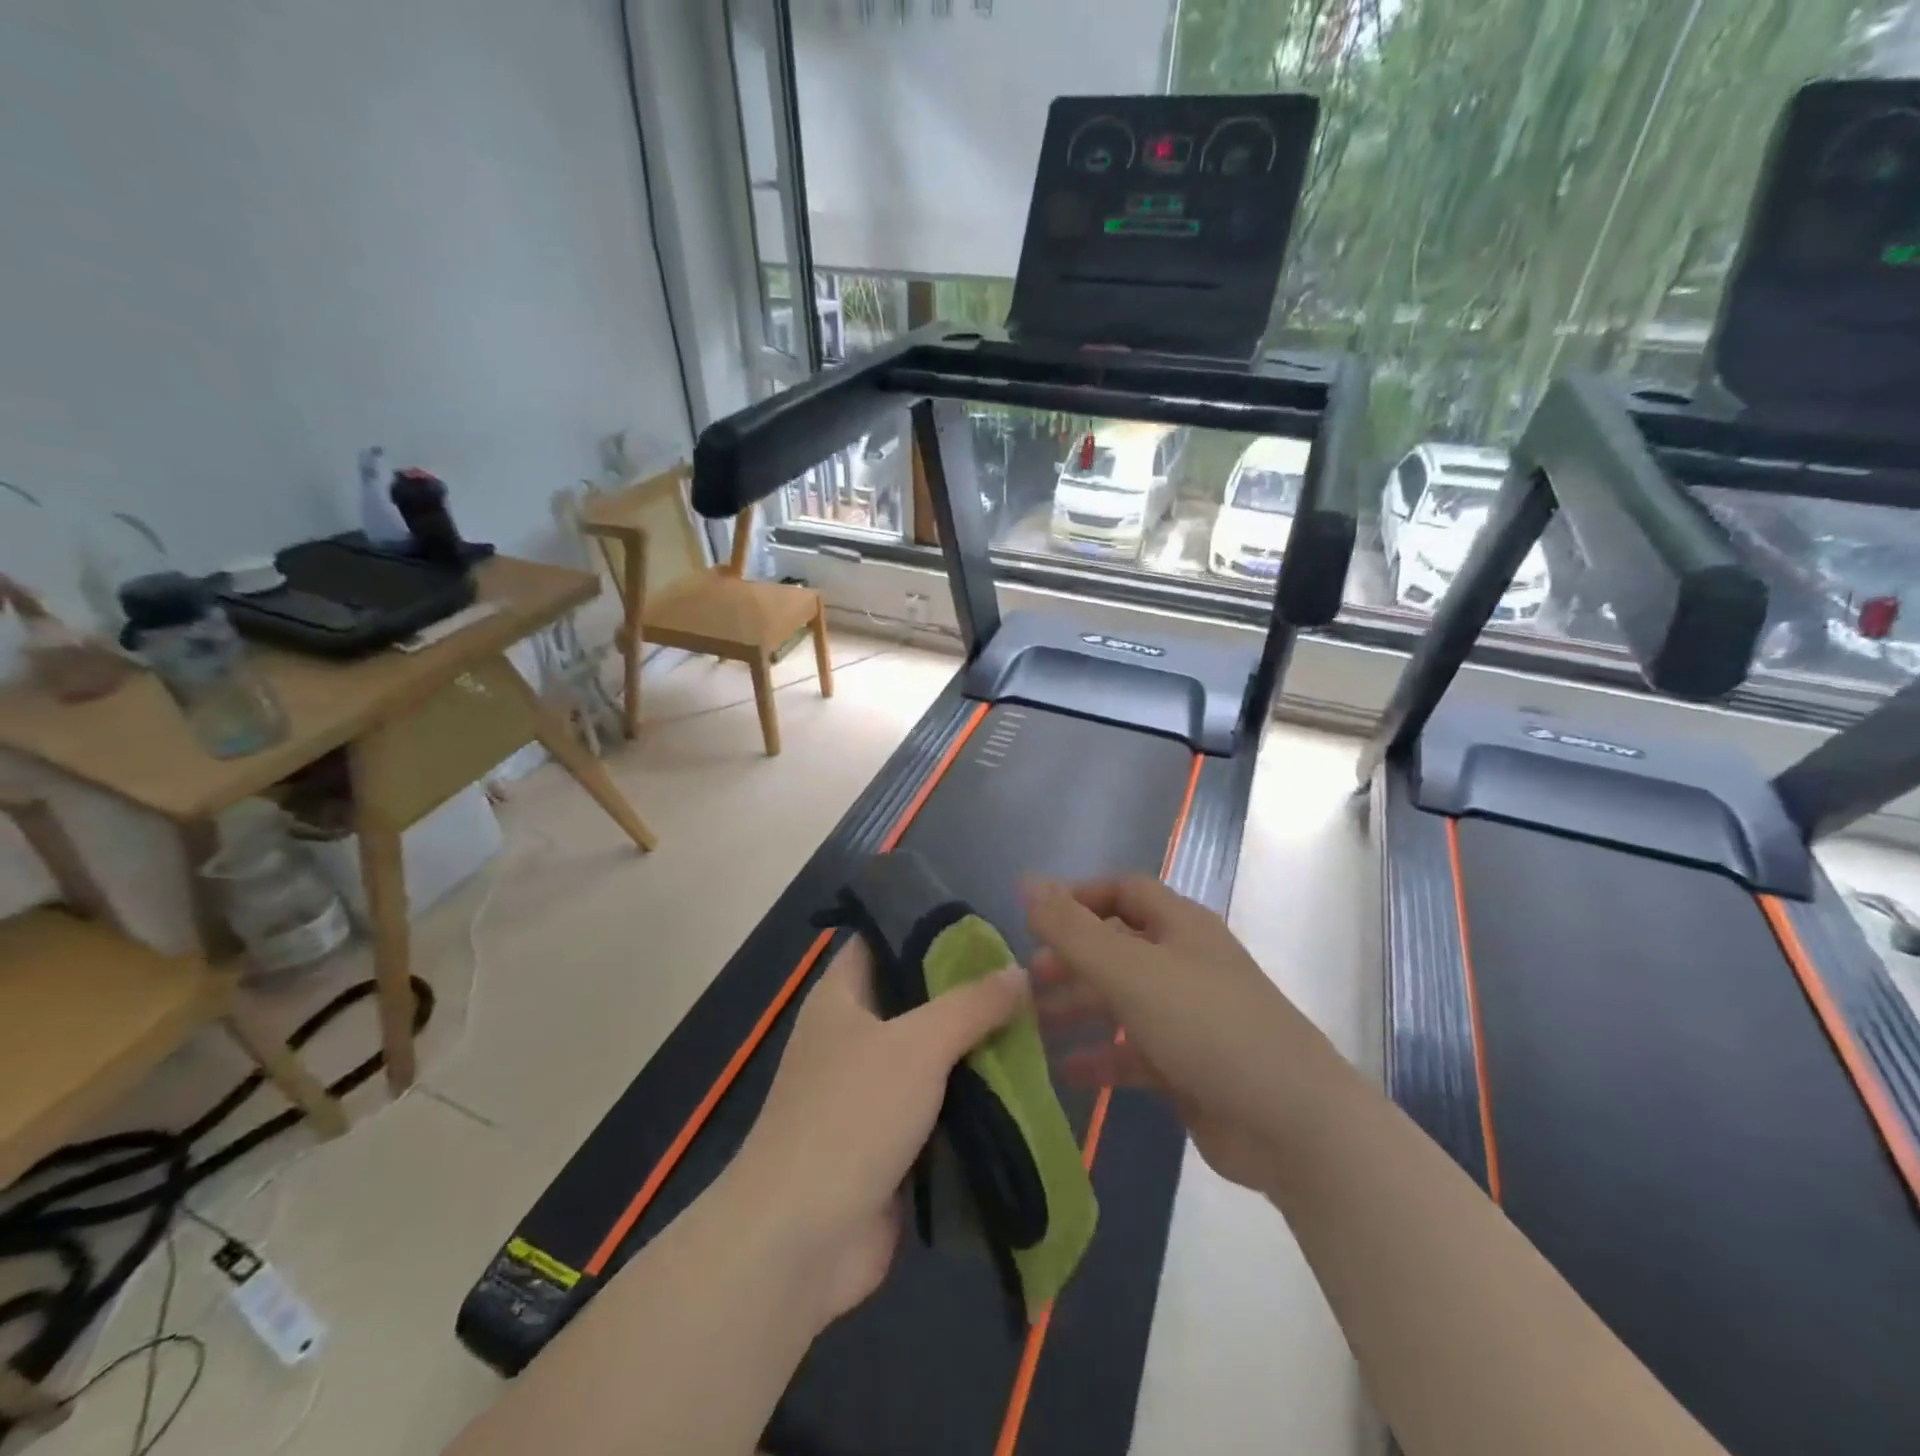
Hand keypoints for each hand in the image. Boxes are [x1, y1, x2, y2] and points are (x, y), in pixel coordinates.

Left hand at [729, 935, 1028, 1326]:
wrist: (800, 1240)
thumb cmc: (852, 1115)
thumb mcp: (918, 1044)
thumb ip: (971, 1005)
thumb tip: (1018, 973)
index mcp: (841, 997)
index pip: (883, 938)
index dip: (929, 927)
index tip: (985, 927)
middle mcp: (851, 1036)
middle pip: (914, 999)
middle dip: (966, 994)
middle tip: (1025, 981)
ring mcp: (867, 1092)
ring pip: (930, 1056)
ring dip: (974, 1050)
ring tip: (1035, 1027)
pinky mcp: (886, 1142)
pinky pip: (935, 1106)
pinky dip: (970, 1099)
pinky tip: (1018, 1087)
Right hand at [1025, 876, 1306, 1193]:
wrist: (1291, 1122)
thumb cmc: (1206, 1025)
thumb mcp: (1130, 970)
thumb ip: (1072, 928)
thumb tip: (1027, 881)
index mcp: (1179, 926)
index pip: (1122, 891)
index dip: (1078, 898)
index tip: (1035, 922)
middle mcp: (1184, 962)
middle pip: (1117, 947)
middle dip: (1071, 960)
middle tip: (1028, 981)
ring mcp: (1188, 1016)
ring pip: (1122, 1000)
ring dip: (1079, 1008)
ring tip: (1033, 1025)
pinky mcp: (1188, 1066)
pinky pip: (1134, 1052)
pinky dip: (1102, 1057)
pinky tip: (1066, 1072)